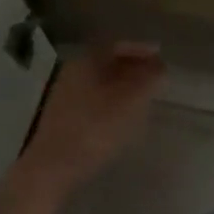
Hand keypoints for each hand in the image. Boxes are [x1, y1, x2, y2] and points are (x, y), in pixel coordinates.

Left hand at [20, 44, 165, 196]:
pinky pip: (94, 99)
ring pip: (100, 82)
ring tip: (145, 95)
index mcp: (86, 62)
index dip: (139, 48)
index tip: (160, 56)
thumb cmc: (95, 129)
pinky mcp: (64, 118)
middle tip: (156, 75)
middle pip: (106, 62)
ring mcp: (65, 96)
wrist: (53, 168)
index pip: (115, 45)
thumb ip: (148, 81)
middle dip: (133, 66)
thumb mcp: (130, 102)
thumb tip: (160, 67)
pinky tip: (124, 115)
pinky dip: (112, 100)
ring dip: (123, 84)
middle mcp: (72, 73)